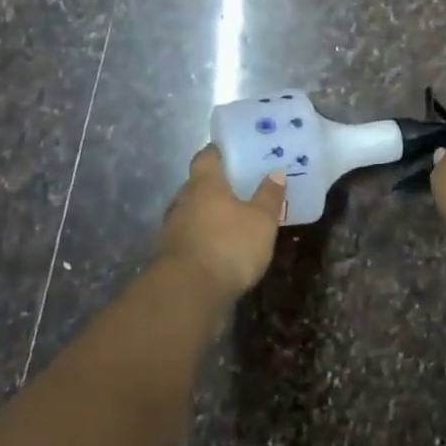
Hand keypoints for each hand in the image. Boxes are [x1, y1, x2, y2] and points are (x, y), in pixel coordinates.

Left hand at [160, 146, 287, 298]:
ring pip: (190, 212)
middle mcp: (182, 200)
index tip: (229, 151)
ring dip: (205, 215)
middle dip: (213, 186)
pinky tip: (217, 248)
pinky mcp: (168, 257)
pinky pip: (187, 237)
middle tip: (235, 188)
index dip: (217, 152)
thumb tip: (276, 173)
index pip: (206, 157)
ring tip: (228, 220)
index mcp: (204, 183)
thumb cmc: (228, 245)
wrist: (188, 293)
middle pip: (195, 185)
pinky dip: (200, 238)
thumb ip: (269, 196)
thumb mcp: (261, 221)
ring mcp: (171, 229)